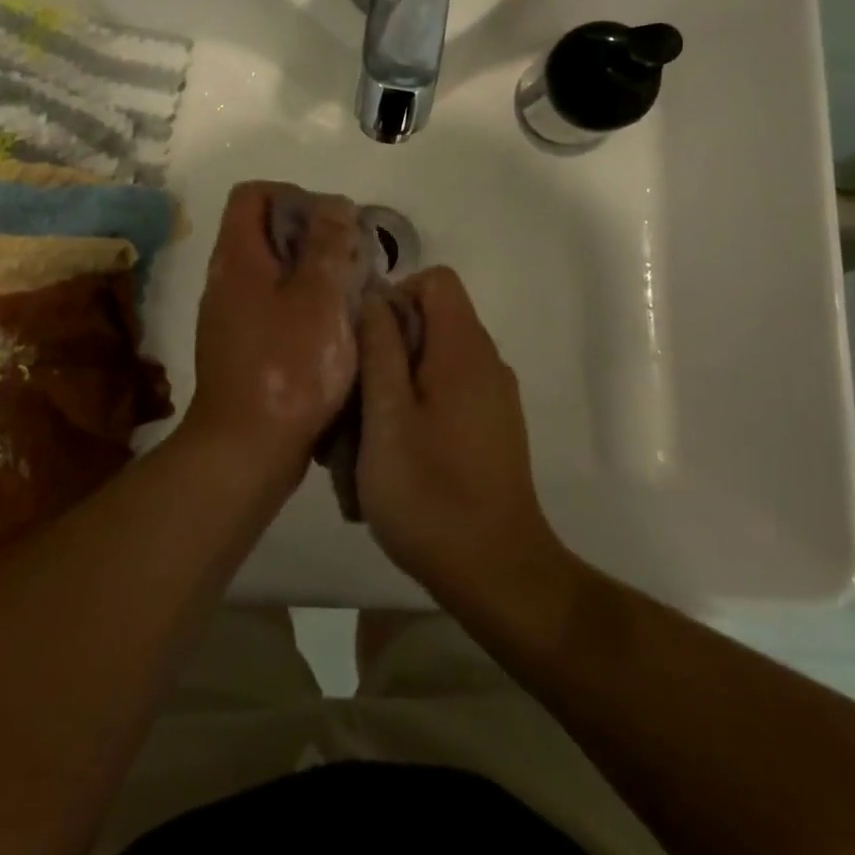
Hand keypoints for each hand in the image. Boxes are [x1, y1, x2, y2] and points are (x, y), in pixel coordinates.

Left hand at [188, 181, 365, 476]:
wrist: (246, 449)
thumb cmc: (287, 367)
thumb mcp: (319, 297)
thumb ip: (329, 245)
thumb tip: (334, 205)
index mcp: (237, 257)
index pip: (253, 194)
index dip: (293, 195)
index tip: (332, 221)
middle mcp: (227, 278)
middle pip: (266, 230)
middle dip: (313, 235)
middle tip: (352, 258)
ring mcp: (232, 314)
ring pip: (275, 270)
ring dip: (314, 272)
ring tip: (352, 292)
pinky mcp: (244, 346)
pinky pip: (275, 305)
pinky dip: (306, 304)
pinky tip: (336, 328)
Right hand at [357, 268, 564, 605]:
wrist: (498, 574)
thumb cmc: (431, 494)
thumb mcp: (387, 418)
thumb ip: (380, 349)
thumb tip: (374, 295)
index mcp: (464, 350)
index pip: (436, 279)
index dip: (396, 296)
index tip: (366, 342)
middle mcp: (487, 362)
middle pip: (433, 319)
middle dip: (388, 345)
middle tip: (356, 396)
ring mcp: (495, 397)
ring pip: (435, 360)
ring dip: (397, 383)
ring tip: (367, 435)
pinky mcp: (494, 427)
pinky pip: (449, 392)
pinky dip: (418, 407)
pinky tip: (397, 455)